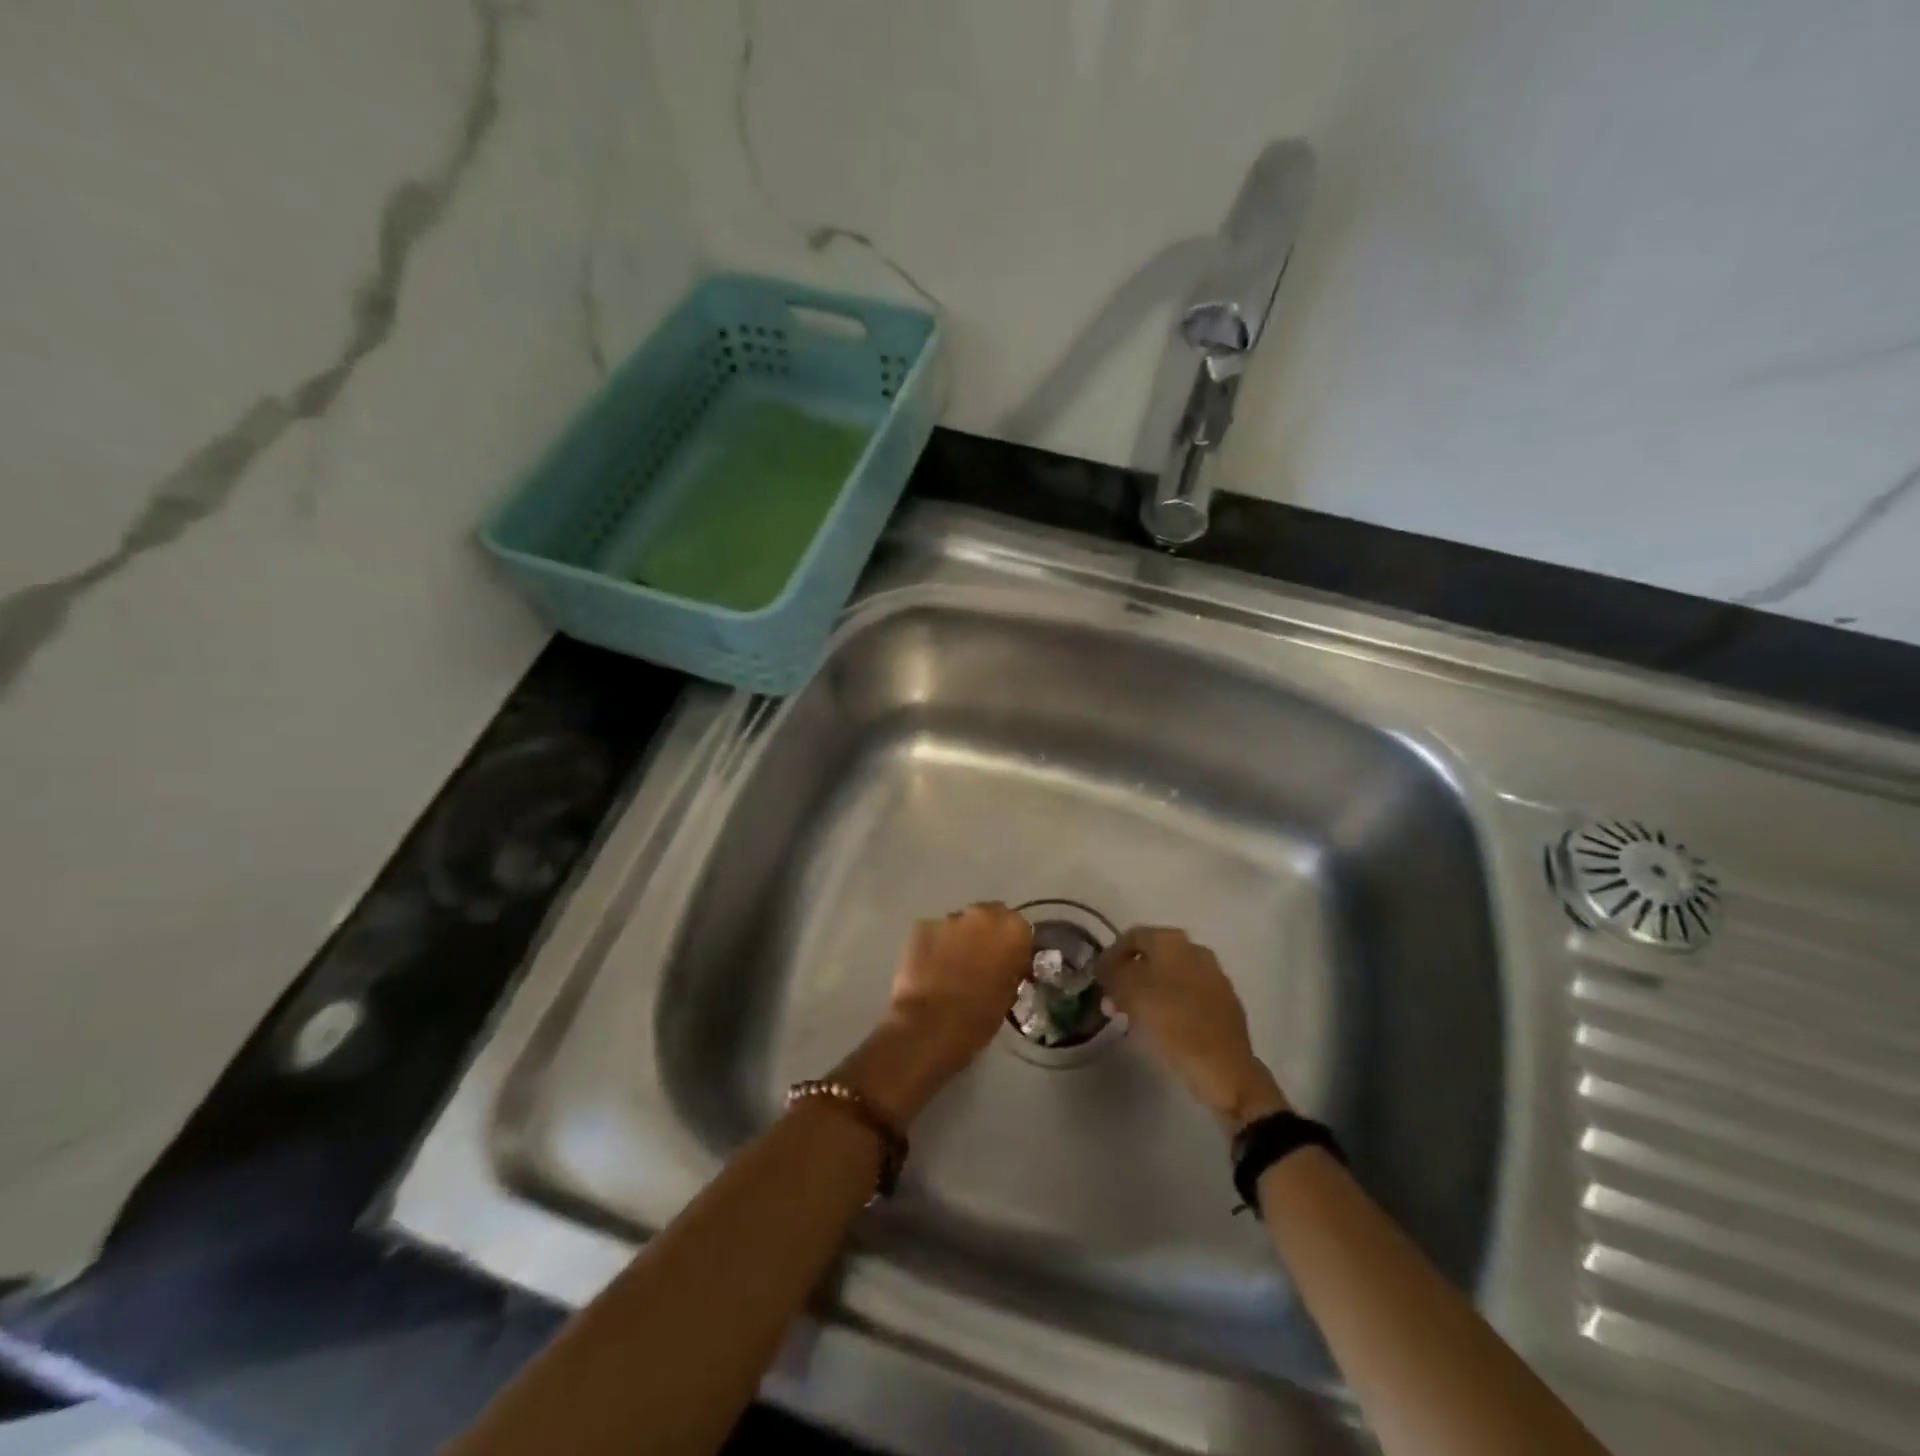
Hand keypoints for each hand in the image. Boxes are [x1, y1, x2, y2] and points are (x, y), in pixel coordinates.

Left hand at [836, 903, 1032, 1127]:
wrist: (932, 1025)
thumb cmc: (980, 1016)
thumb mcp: (1010, 994)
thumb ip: (1011, 969)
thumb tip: (1007, 964)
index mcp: (1012, 929)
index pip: (1019, 928)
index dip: (1013, 945)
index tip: (1008, 962)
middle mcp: (982, 914)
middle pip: (988, 917)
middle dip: (985, 935)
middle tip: (980, 961)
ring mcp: (948, 918)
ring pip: (959, 925)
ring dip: (959, 940)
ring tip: (951, 967)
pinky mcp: (921, 927)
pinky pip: (933, 934)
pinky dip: (934, 947)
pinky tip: (930, 969)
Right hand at [1092, 926, 1288, 1134]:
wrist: (1224, 1068)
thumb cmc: (1172, 1022)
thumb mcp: (1129, 992)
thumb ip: (1112, 973)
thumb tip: (1106, 967)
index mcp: (1172, 941)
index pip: (1132, 937)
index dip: (1110, 955)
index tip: (1098, 979)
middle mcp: (1196, 950)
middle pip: (1152, 956)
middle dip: (1129, 976)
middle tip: (1112, 1001)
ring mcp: (1214, 977)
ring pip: (1170, 977)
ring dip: (1147, 992)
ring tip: (1131, 1017)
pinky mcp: (1224, 1004)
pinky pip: (1187, 996)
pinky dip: (1169, 1005)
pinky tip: (1159, 1026)